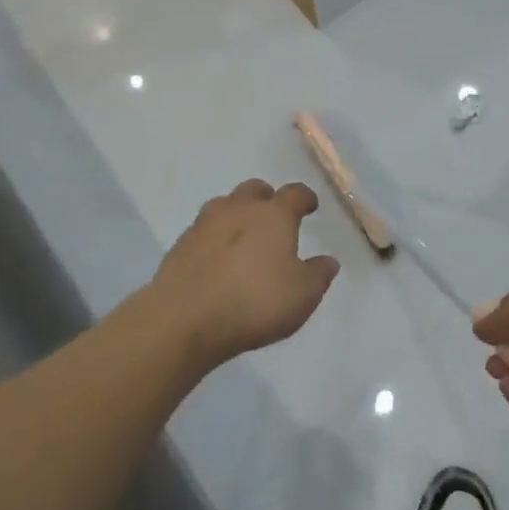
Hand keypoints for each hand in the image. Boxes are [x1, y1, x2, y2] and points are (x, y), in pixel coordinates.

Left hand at [148, 180, 339, 368]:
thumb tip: (328, 260)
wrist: (184, 319)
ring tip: (244, 239)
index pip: (295, 193)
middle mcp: (238, 209)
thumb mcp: (302, 295)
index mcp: (273, 215)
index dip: (305, 198)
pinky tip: (218, 260)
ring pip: (225, 205)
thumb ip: (319, 274)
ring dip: (237, 215)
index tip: (310, 205)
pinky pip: (204, 231)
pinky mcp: (180, 244)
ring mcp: (204, 224)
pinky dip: (215, 238)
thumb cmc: (254, 302)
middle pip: (255, 190)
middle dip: (267, 199)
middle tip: (274, 218)